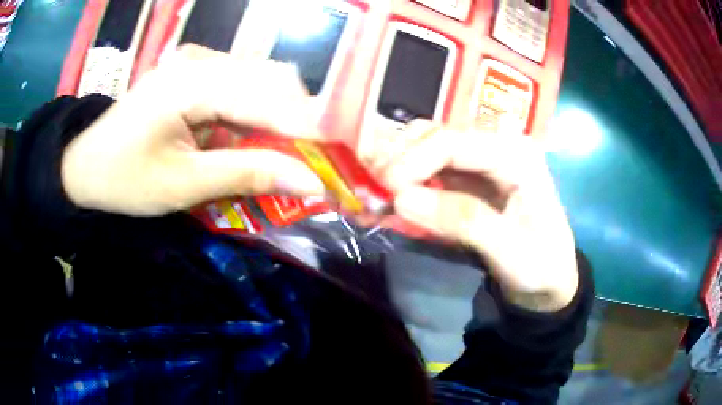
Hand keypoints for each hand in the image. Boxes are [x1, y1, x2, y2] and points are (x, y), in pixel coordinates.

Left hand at [62, 45, 323, 215]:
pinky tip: (246, 138)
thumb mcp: (183, 185)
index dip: (305, 132)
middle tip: (302, 164)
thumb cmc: (125, 179)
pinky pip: (239, 84)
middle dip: (295, 123)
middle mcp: (200, 60)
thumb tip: (308, 181)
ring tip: (277, 155)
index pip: (268, 98)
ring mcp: (196, 62)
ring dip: (276, 118)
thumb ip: (247, 174)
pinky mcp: (193, 71)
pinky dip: (253, 113)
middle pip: (271, 79)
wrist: (85, 165)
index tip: (330, 166)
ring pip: (259, 80)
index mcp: (191, 83)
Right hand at [380, 121, 577, 311]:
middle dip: (399, 158)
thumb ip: (461, 220)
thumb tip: (401, 199)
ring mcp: (481, 159)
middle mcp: (497, 145)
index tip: (384, 191)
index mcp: (516, 153)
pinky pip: (430, 168)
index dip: (413, 160)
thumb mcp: (508, 248)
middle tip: (373, 191)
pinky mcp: (470, 177)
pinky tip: (390, 195)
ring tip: (376, 193)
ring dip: (397, 166)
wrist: (549, 280)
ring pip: (427, 146)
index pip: (453, 141)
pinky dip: (406, 180)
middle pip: (435, 135)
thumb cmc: (539, 264)